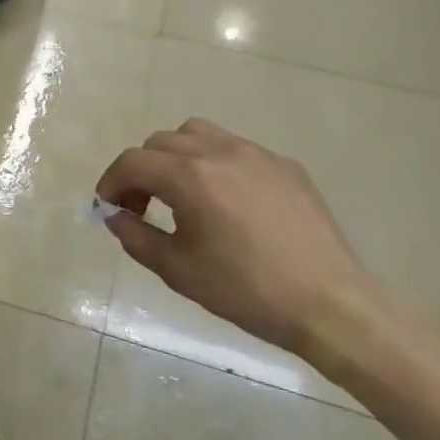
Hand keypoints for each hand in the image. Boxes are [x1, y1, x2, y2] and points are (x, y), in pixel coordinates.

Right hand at [96, 118, 377, 354]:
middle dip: (141, 170)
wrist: (331, 305)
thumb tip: (115, 216)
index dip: (112, 181)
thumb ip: (136, 237)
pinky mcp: (285, 165)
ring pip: (198, 134)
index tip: (108, 207)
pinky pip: (235, 149)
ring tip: (182, 193)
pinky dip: (215, 163)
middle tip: (142, 206)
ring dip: (176, 156)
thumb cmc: (247, 290)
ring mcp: (256, 154)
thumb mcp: (179, 271)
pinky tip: (227, 202)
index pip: (132, 161)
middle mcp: (220, 151)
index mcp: (190, 176)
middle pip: (161, 142)